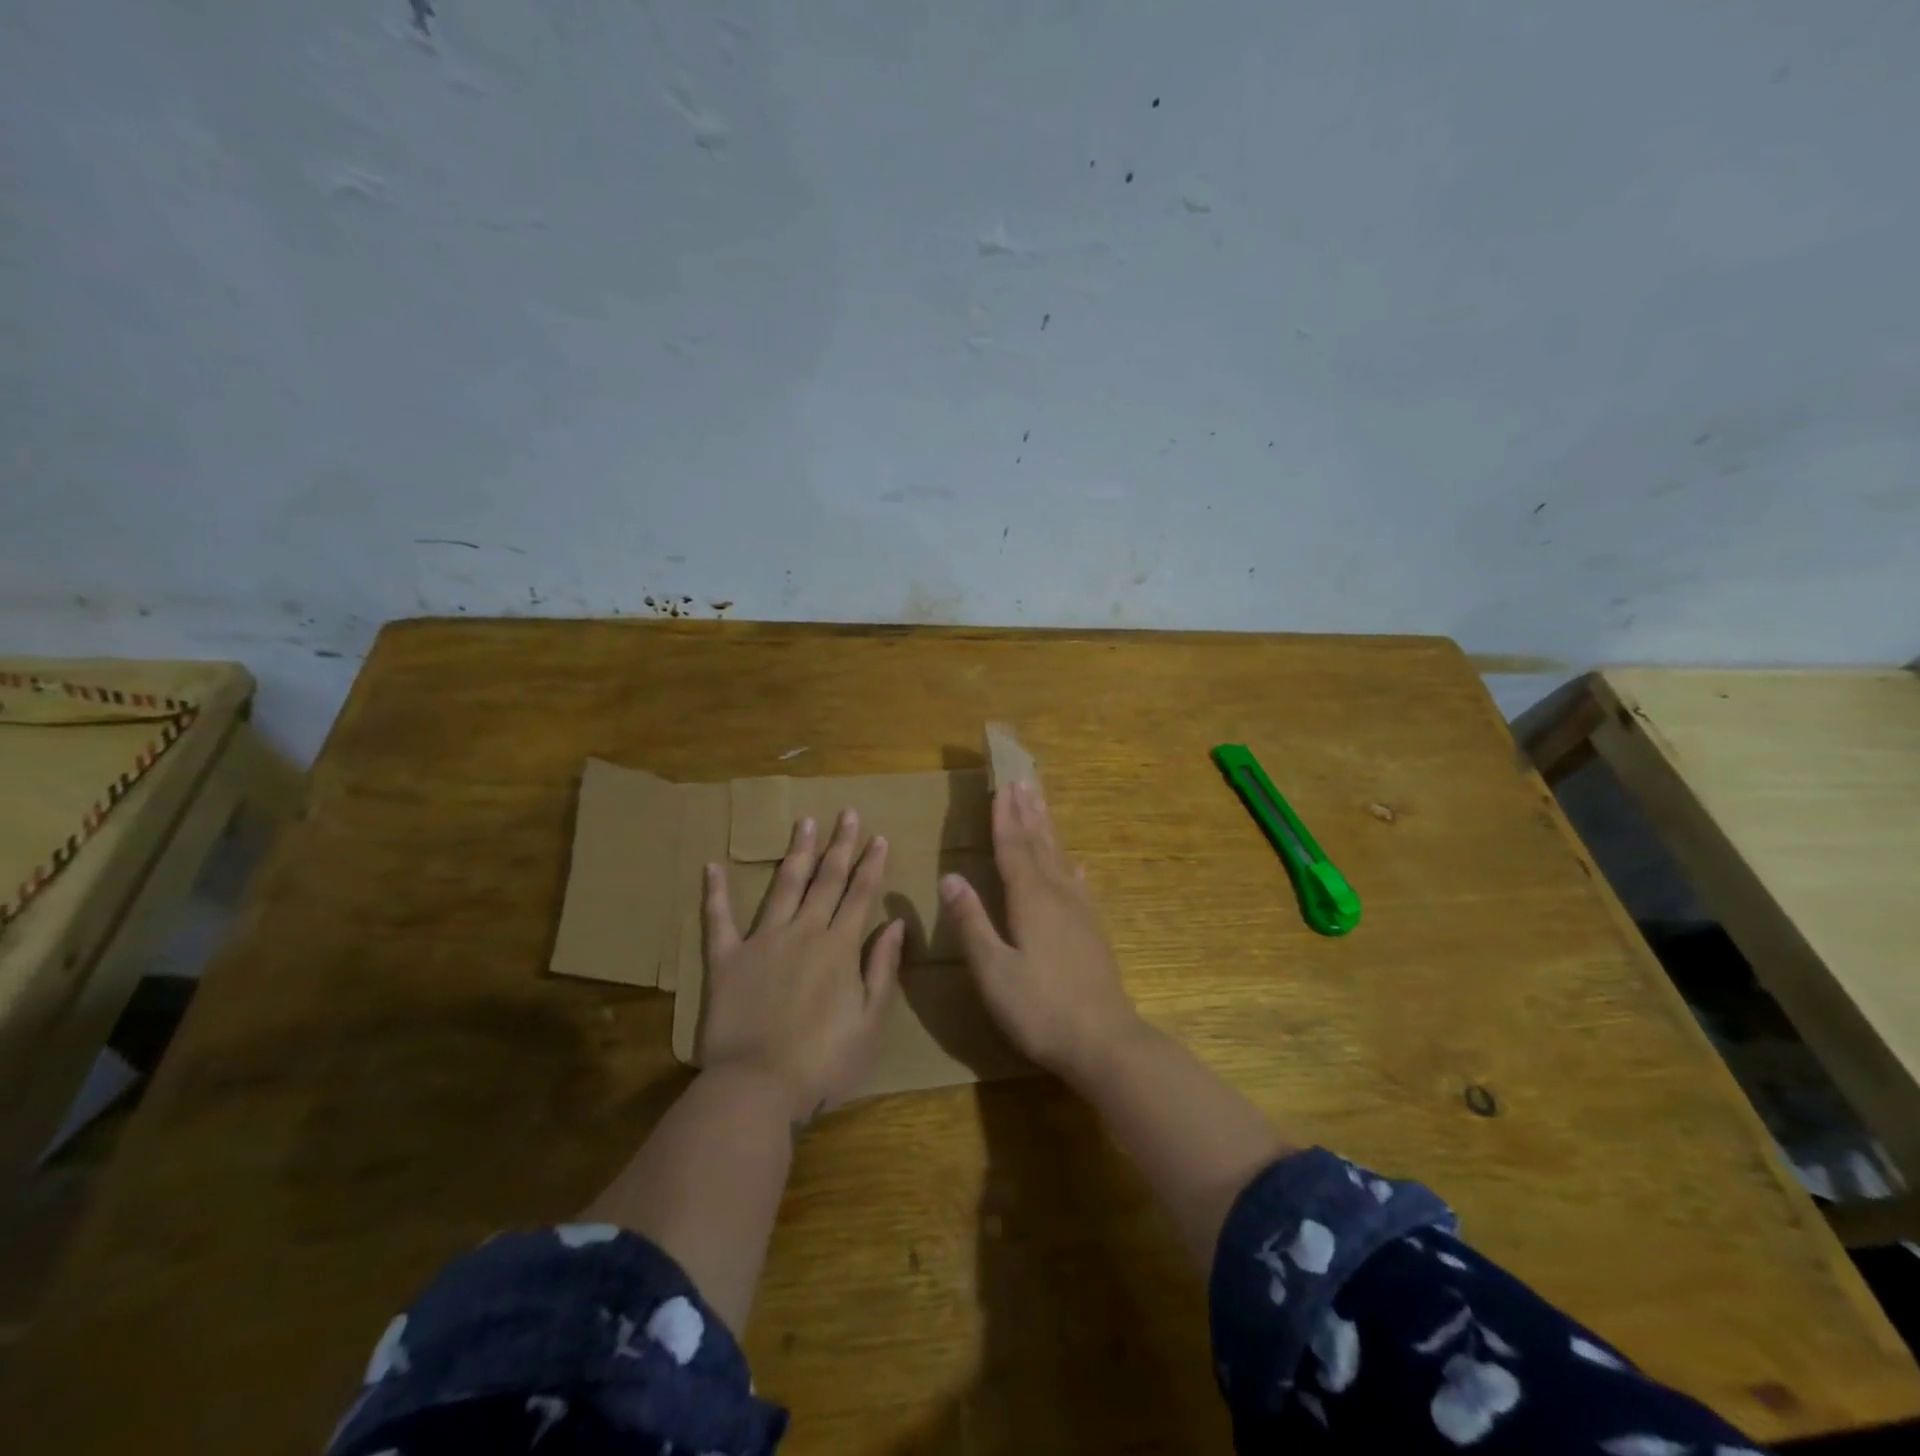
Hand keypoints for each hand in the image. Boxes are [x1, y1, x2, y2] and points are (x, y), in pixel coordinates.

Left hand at [700, 810, 904, 1121]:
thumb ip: (882, 968)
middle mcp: (804, 932)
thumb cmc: (824, 1061)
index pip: (860, 894)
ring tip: (804, 822)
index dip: (871, 864)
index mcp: (840, 947)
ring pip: (783, 886)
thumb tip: (895, 923)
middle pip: (826, 880)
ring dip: (796, 852)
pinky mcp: (726, 959)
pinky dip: (715, 893)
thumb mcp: (870, 1020)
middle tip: (846, 812)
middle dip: (840, 845)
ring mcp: (762, 941)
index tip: (879, 836)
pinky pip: (719, 920)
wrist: (758, 1087)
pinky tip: (711, 866)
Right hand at [941, 781, 1140, 1079]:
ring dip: (1048, 829)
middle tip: (1024, 779)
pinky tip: (1076, 865)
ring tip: (1042, 804)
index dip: (1004, 817)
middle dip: (1028, 812)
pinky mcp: (1092, 931)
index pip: (1013, 848)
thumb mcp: (993, 970)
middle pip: (1040, 844)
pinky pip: (1079, 885)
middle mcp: (1057, 895)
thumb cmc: (1040, 1008)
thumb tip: (951, 877)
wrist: (1104, 1042)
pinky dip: (1072, 867)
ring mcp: (1080, 912)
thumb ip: (972, 922)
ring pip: (1060, 858)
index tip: (1002, 785)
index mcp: (1030, 900)